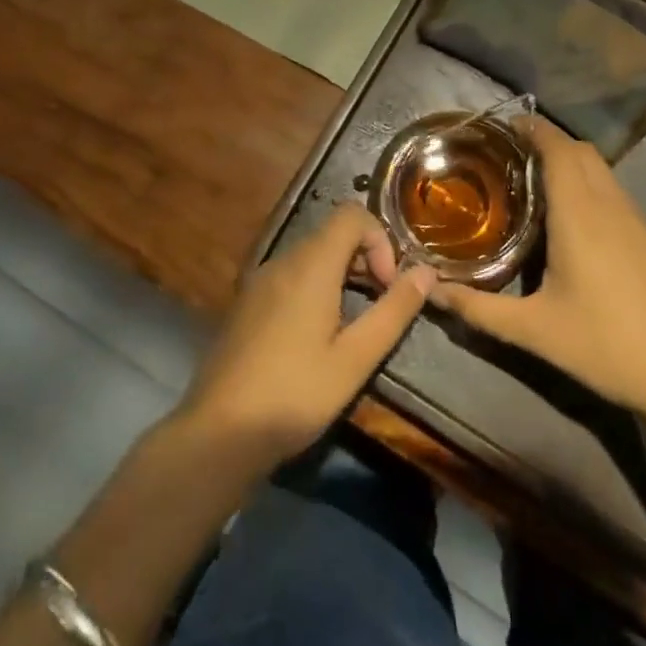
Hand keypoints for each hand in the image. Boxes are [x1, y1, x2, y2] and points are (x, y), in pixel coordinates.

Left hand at [176, 203, 434, 470]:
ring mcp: (261, 279)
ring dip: (343, 274)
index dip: (380, 239)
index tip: (387, 285)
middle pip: (333, 233)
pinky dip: (316, 285)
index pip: (352, 214)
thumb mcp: (355, 359)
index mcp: (310, 265)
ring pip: (312, 253)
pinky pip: (292, 274)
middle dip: (366, 258)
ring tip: (353, 323)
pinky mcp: (248, 300)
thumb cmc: (295, 394)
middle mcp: (283, 260)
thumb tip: (426, 271)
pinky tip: (318, 333)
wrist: (219, 431)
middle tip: (379, 306)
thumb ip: (393, 311)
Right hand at [432, 118, 645, 416]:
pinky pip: (613, 189)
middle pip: (580, 150)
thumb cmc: (605, 346)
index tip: (503, 125)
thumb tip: (431, 291)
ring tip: (534, 178)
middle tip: (510, 153)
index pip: (558, 149)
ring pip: (601, 168)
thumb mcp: (534, 331)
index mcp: (579, 215)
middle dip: (547, 140)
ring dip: (570, 159)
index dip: (533, 128)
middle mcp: (609, 205)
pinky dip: (588, 181)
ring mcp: (635, 219)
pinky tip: (572, 215)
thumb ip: (478, 309)